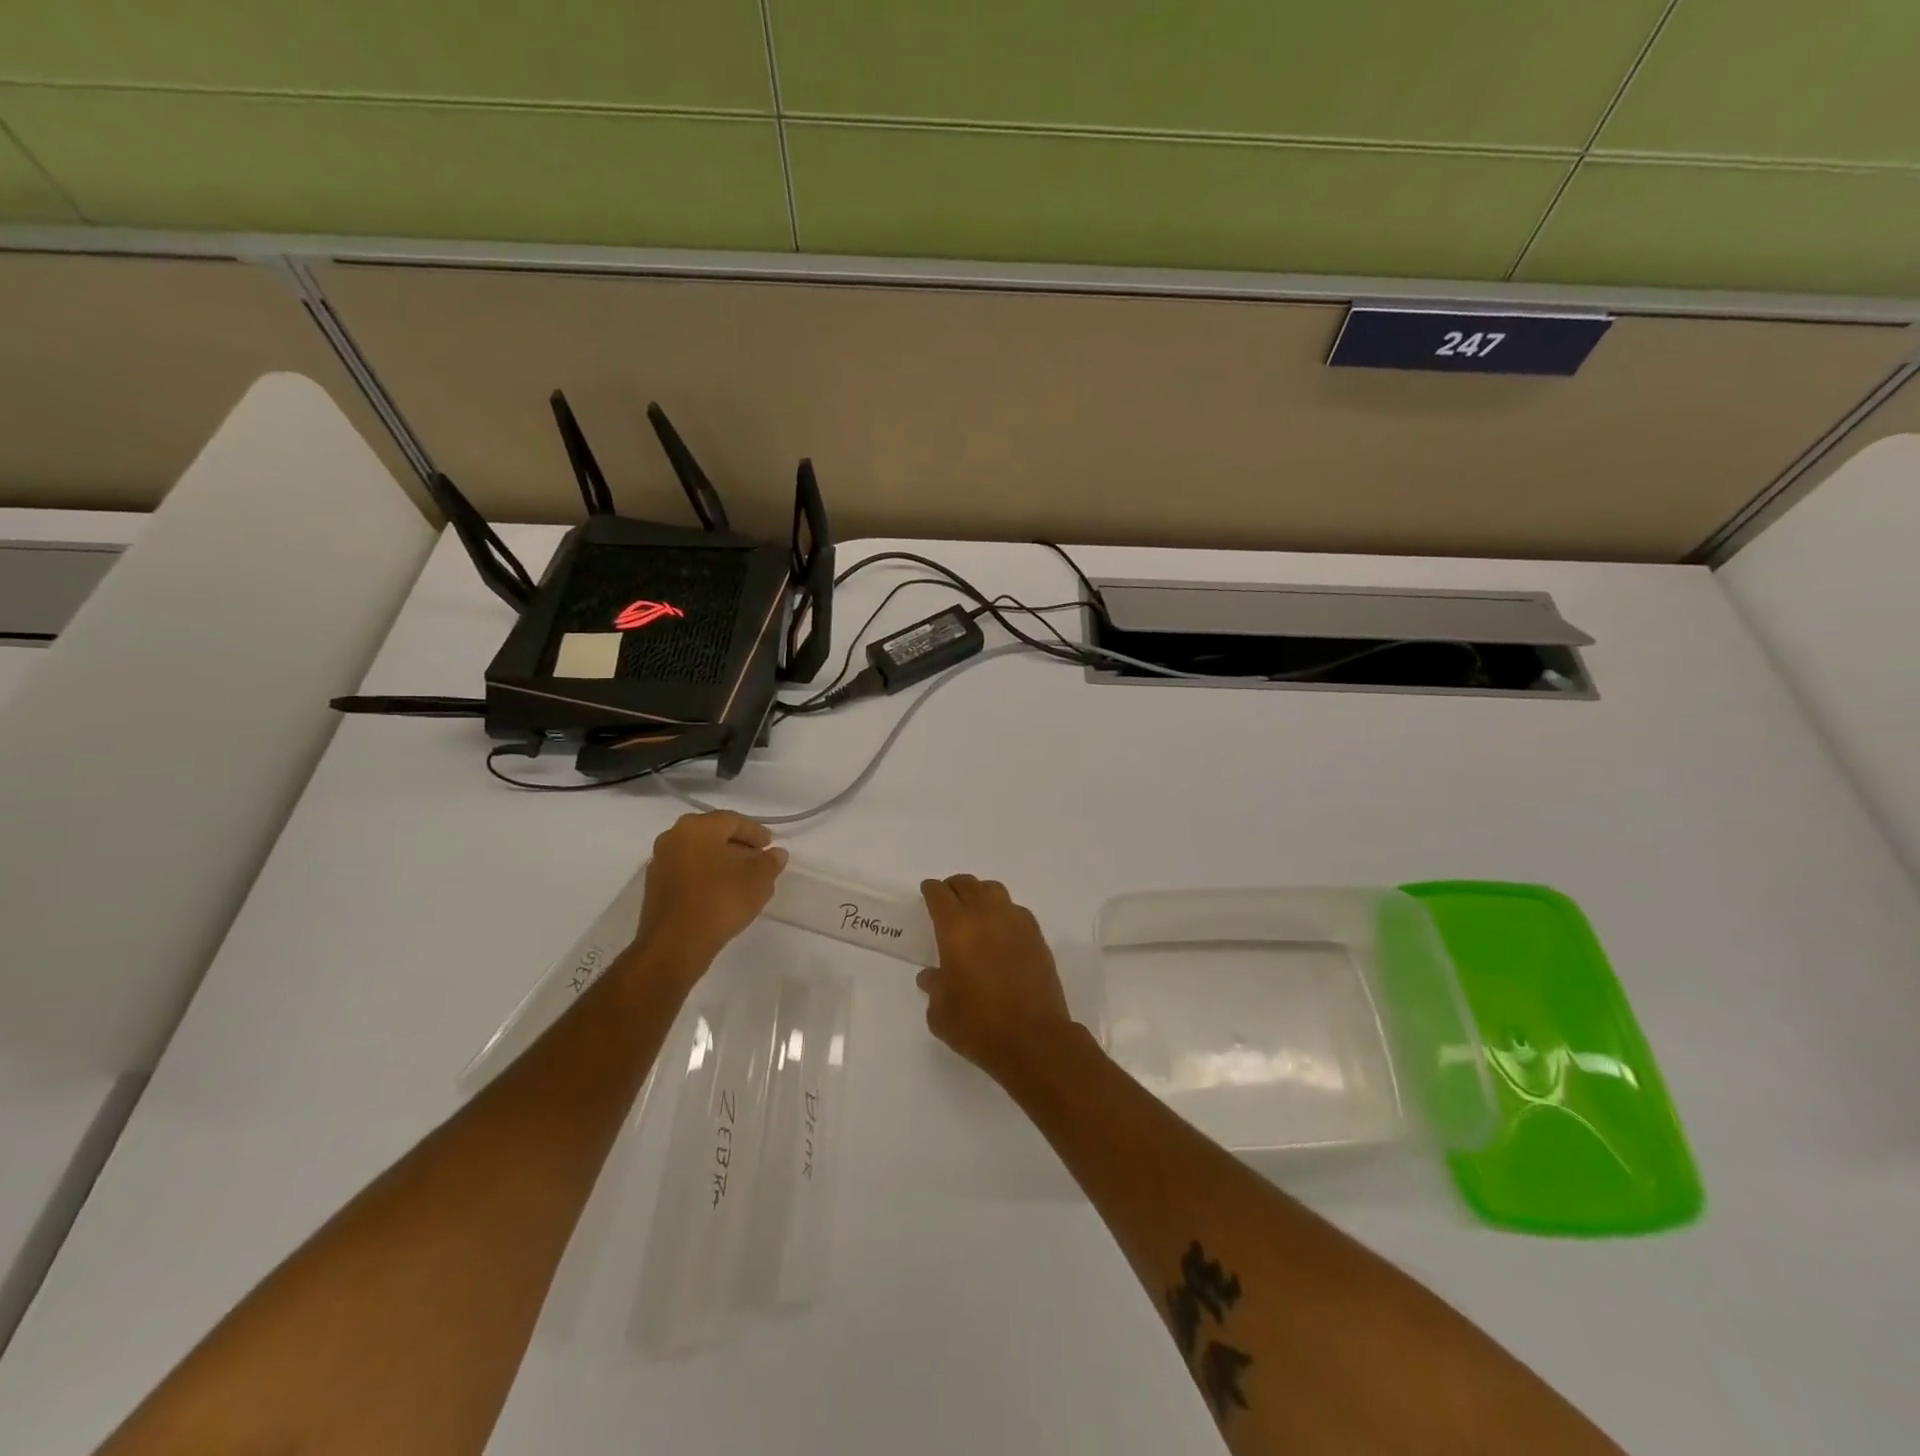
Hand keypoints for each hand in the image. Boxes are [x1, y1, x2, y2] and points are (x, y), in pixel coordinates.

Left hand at [634, 812, 786, 971]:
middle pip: (712, 833)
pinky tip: (721, 891)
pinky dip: (705, 874)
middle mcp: (673, 837)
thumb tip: (776, 854)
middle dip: (737, 845)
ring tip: (743, 878)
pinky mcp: (655, 886)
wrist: (674, 945)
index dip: (755, 832)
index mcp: (697, 828)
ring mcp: (660, 862)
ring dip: (721, 860)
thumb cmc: (719, 903)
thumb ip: (770, 863)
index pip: (732, 820)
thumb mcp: (757, 882)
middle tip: (758, 859)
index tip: (770, 846)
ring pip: (698, 852)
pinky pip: (687, 870)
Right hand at [917, 875, 1076, 1084]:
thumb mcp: (941, 1012)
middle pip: (968, 885)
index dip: (932, 890)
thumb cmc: (978, 1025)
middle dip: (954, 887)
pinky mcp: (1036, 937)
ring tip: (975, 909)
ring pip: (995, 891)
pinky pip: (1016, 910)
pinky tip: (1001, 929)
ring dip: (980, 894)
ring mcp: (1015, 923)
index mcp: (956, 929)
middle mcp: (986, 916)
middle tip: (948, 897)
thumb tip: (932, 976)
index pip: (940, 895)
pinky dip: (1004, 911)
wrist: (1033, 1039)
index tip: (928, 890)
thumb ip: (934, 987)